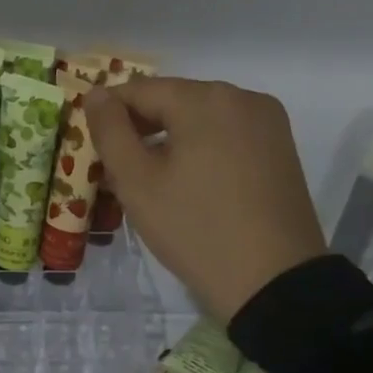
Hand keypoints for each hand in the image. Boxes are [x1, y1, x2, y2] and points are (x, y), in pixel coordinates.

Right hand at [85, 76, 327, 321]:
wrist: (273, 282)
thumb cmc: (195, 229)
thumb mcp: (137, 183)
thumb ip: (110, 132)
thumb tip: (96, 95)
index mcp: (204, 98)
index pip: (139, 90)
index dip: (108, 114)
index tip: (91, 146)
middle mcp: (241, 96)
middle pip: (174, 100)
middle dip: (141, 127)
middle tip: (117, 169)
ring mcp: (267, 121)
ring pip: (201, 117)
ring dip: (171, 138)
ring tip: (152, 179)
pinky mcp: (281, 147)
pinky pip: (228, 133)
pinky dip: (202, 147)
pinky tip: (190, 182)